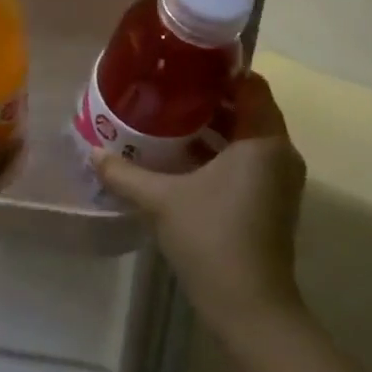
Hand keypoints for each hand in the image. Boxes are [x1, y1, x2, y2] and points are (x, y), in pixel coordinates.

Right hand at [93, 72, 307, 332]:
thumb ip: (125, 172)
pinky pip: (248, 161)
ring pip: (247, 138)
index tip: (184, 64)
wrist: (249, 306)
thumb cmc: (211, 237)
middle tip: (167, 89)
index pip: (251, 84)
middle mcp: (279, 153)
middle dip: (209, 98)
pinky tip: (182, 159)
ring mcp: (279, 181)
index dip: (220, 70)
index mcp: (263, 141)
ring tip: (168, 119)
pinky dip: (221, 153)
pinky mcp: (272, 202)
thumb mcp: (161, 200)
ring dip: (213, 128)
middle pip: (247, 109)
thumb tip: (92, 151)